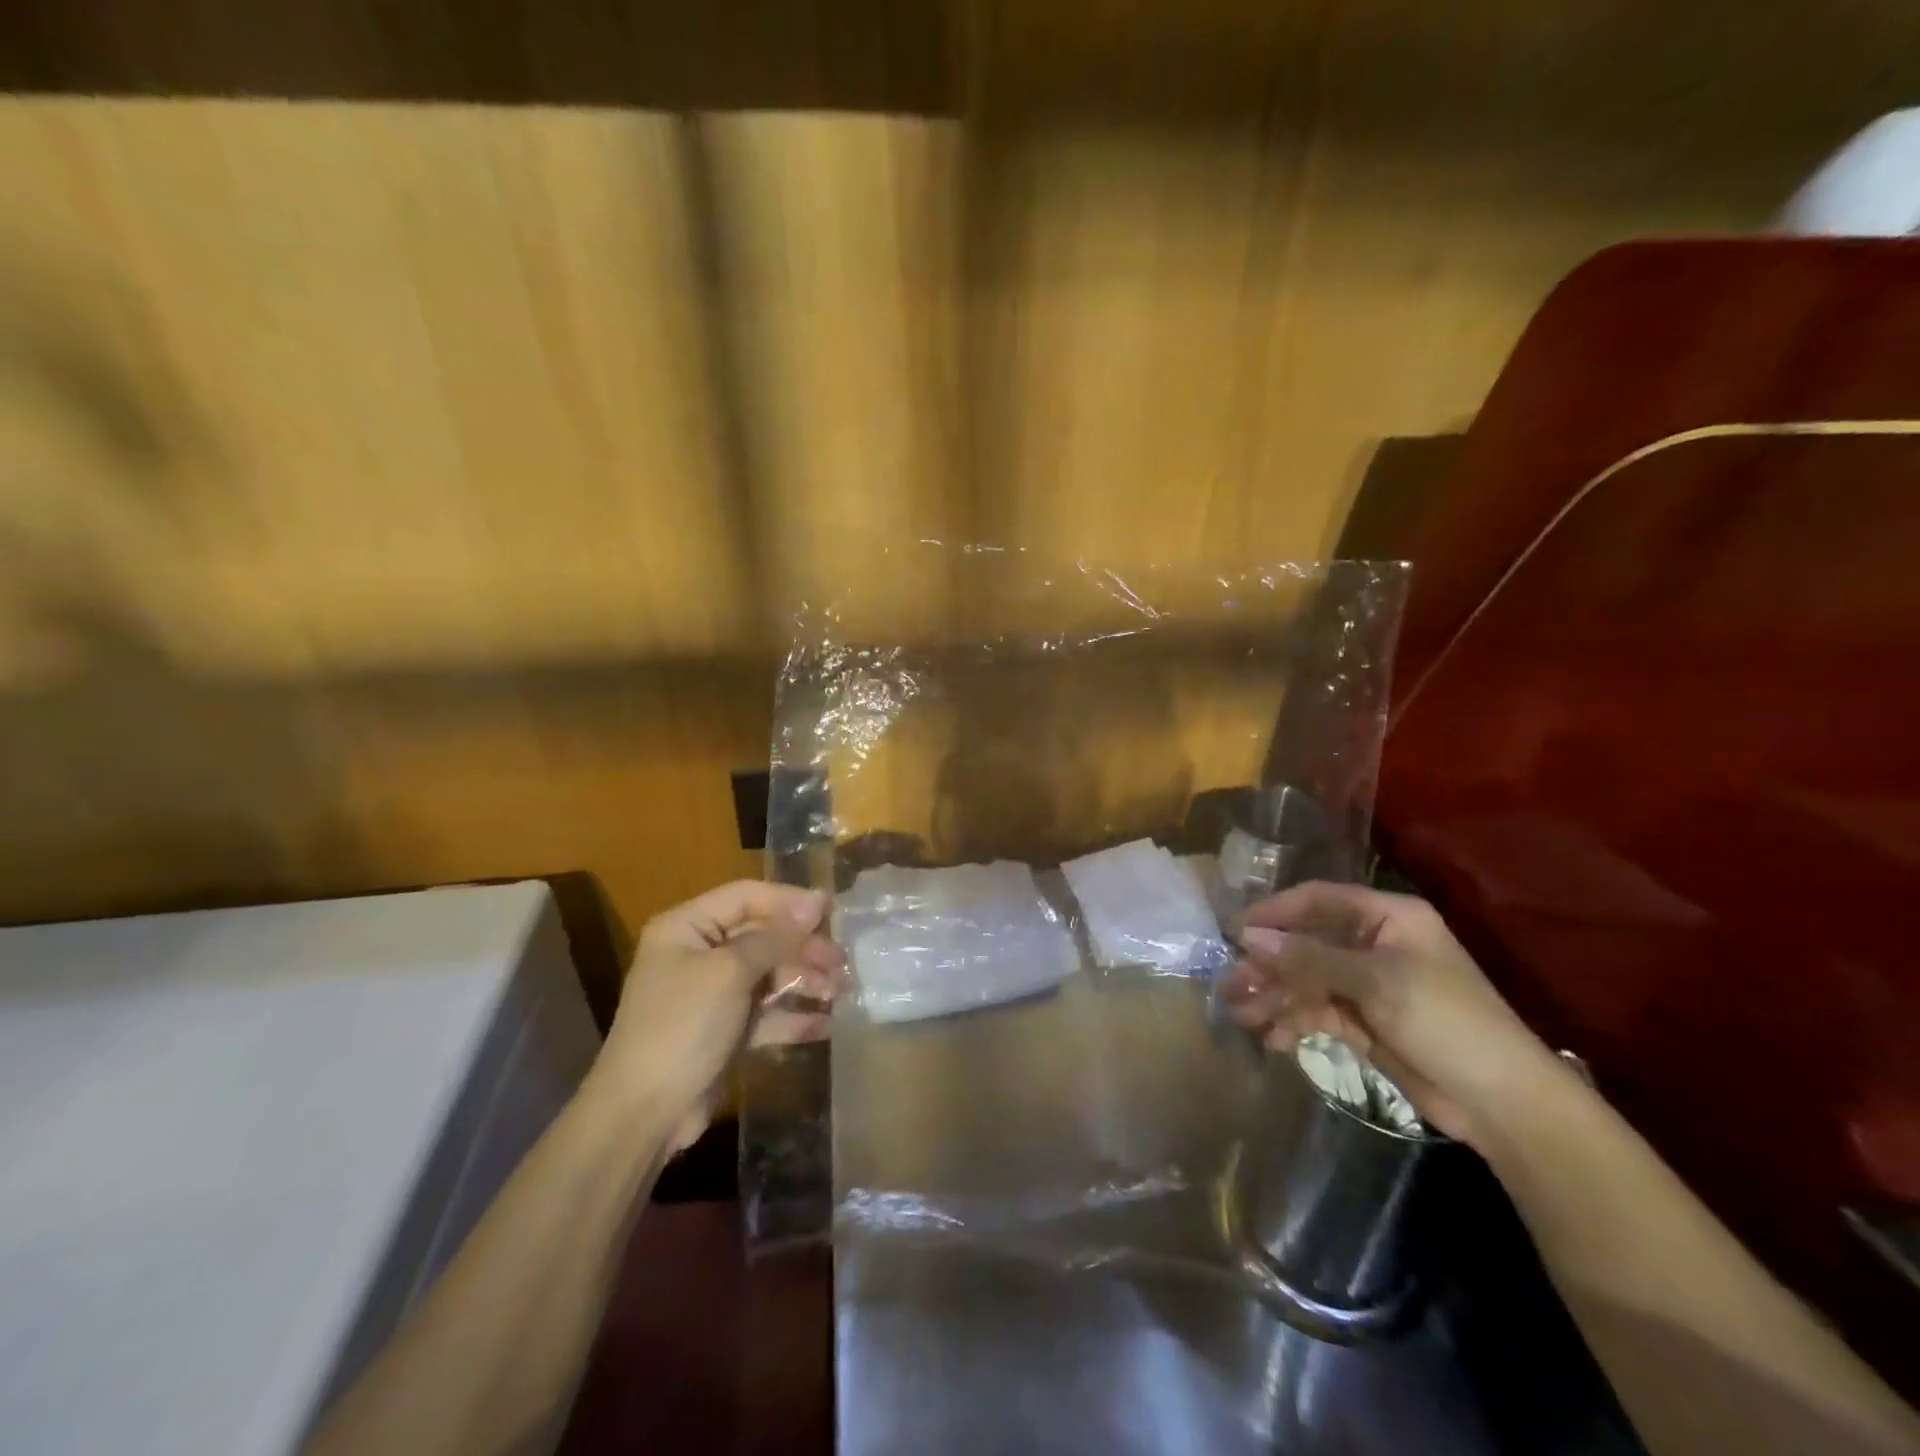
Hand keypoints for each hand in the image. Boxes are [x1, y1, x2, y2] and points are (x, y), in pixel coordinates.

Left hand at [591, 881, 842, 1150]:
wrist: (643, 1114)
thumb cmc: (683, 1026)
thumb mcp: (730, 972)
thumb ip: (775, 937)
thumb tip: (816, 902)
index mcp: (686, 927)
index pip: (746, 897)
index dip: (789, 901)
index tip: (831, 910)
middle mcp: (698, 954)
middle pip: (761, 936)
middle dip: (802, 947)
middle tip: (840, 961)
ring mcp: (711, 994)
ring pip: (768, 975)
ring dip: (804, 981)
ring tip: (840, 992)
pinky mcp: (724, 1031)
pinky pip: (765, 1013)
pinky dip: (792, 1016)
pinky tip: (826, 1024)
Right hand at [1220, 881, 1564, 1148]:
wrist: (1503, 1104)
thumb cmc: (1446, 1022)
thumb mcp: (1375, 982)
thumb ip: (1308, 957)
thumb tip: (1247, 936)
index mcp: (1387, 917)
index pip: (1317, 900)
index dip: (1273, 913)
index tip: (1232, 931)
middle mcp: (1374, 943)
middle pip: (1306, 943)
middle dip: (1268, 965)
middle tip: (1230, 984)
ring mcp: (1368, 984)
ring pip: (1306, 980)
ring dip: (1274, 996)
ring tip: (1241, 1016)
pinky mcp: (1365, 1022)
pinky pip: (1318, 1011)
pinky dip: (1294, 1022)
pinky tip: (1273, 1038)